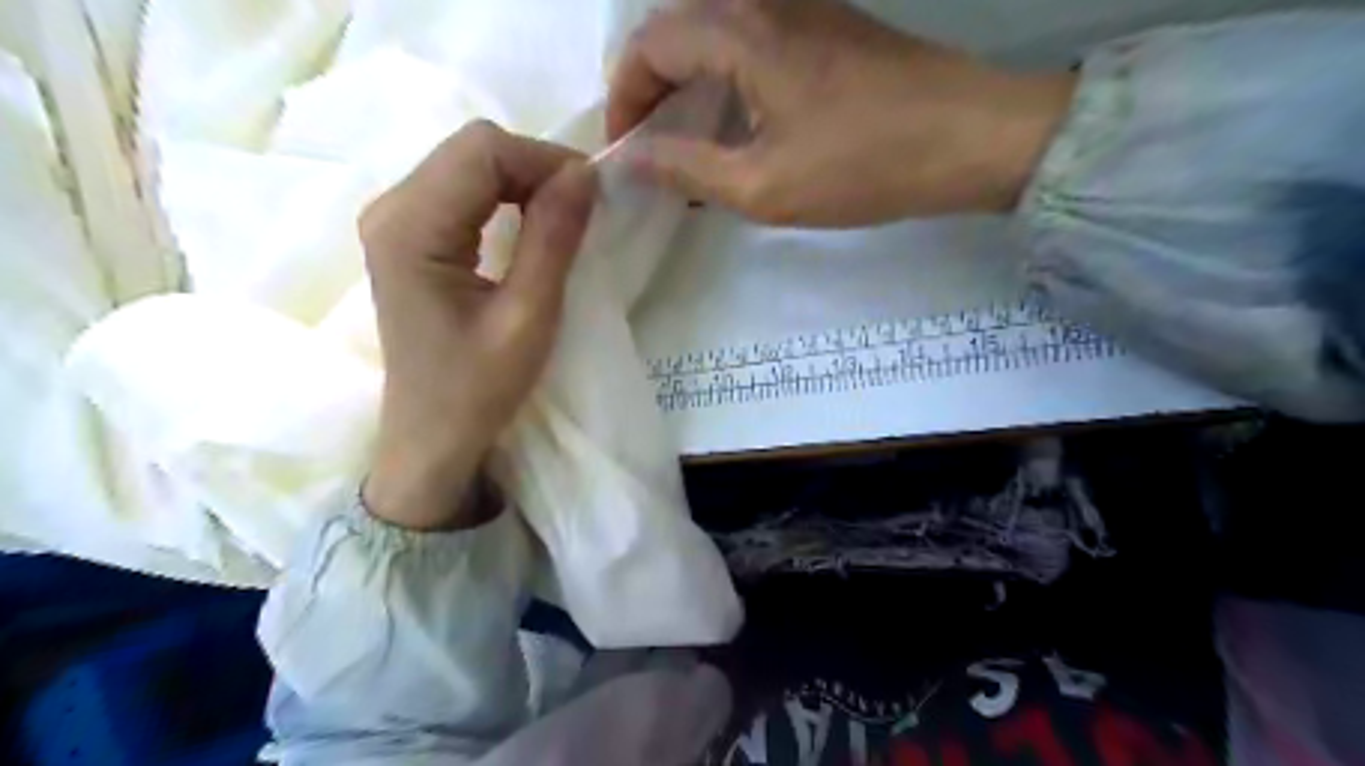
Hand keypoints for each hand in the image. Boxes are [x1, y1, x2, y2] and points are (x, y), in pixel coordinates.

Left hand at [360, 122, 596, 532]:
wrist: (432, 436)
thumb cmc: (478, 388)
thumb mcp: (528, 316)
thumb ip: (553, 239)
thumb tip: (585, 173)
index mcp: (410, 228)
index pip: (482, 151)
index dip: (544, 160)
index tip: (592, 196)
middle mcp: (389, 209)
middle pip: (471, 149)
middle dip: (535, 167)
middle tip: (582, 208)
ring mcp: (393, 220)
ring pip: (468, 163)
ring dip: (523, 180)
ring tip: (563, 217)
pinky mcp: (407, 235)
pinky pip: (461, 188)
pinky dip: (504, 196)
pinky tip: (529, 224)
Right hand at [610, 1, 1077, 228]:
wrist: (969, 136)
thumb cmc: (862, 166)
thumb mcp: (763, 186)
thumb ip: (687, 168)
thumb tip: (632, 158)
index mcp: (740, 32)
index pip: (648, 45)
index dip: (624, 99)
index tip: (626, 150)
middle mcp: (763, 1)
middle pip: (676, 29)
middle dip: (649, 87)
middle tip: (650, 145)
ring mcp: (799, 7)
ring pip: (713, 31)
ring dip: (687, 81)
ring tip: (687, 139)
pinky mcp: (825, 24)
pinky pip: (751, 38)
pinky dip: (725, 76)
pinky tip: (737, 122)